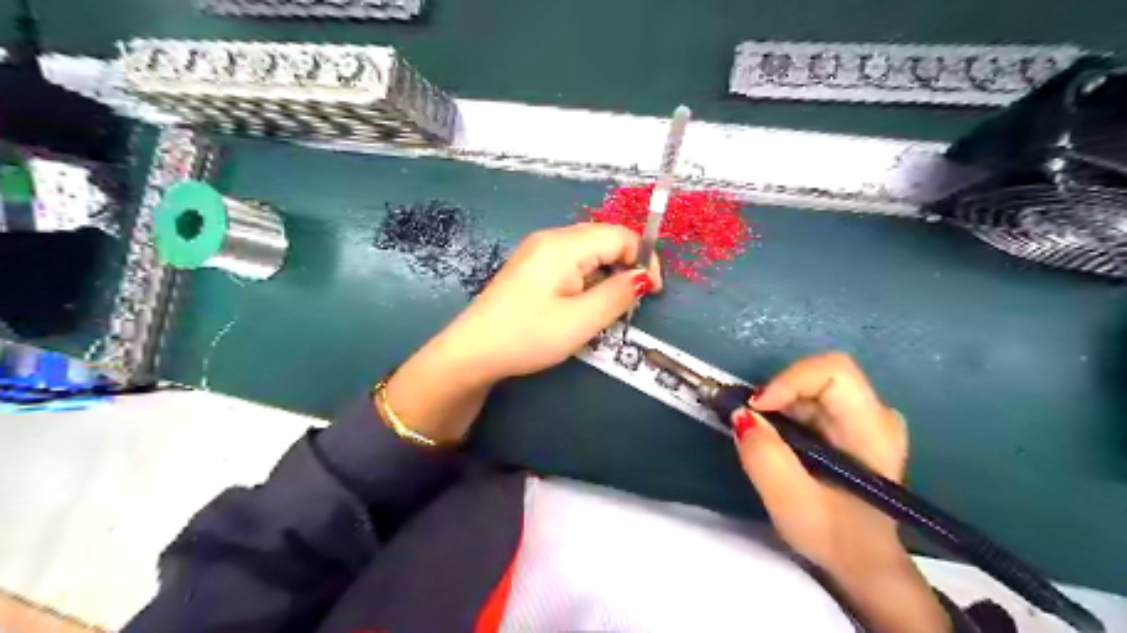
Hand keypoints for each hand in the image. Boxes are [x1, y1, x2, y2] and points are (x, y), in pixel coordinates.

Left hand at [384, 225, 660, 442]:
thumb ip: (618, 295)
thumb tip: (643, 277)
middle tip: (629, 304)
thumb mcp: (581, 321)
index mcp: (564, 245)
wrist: (473, 351)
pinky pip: (570, 262)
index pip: (620, 235)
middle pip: (604, 239)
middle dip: (625, 266)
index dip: (643, 259)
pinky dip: (586, 279)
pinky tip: (580, 305)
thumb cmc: (528, 336)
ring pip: (588, 251)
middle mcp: (551, 238)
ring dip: (606, 275)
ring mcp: (537, 250)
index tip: (651, 293)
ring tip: (604, 309)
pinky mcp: (531, 266)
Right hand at [732, 354, 949, 632]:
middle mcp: (876, 413)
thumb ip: (764, 456)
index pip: (834, 371)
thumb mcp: (790, 502)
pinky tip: (779, 441)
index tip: (756, 408)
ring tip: (763, 438)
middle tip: (752, 424)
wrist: (864, 562)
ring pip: (811, 385)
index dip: (789, 380)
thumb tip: (740, 414)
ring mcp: (866, 417)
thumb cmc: (834, 537)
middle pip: (819, 375)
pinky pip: (811, 399)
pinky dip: (785, 412)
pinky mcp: (851, 424)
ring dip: (779, 405)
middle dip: (778, 394)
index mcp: (872, 430)